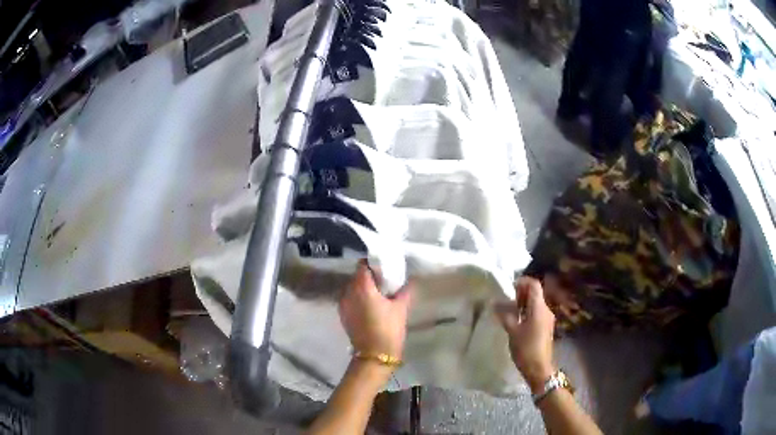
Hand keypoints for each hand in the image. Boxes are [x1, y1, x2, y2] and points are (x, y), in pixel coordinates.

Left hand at [339, 261, 412, 364]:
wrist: (374, 355)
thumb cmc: (388, 329)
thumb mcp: (400, 309)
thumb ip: (404, 291)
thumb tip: (409, 281)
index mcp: (362, 287)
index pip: (362, 266)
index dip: (372, 263)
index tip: (382, 266)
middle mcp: (348, 292)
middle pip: (356, 276)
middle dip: (368, 276)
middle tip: (383, 280)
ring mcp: (343, 304)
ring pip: (351, 288)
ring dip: (362, 287)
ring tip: (377, 293)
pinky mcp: (343, 315)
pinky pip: (349, 299)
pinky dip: (357, 298)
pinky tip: (370, 305)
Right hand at [495, 277, 555, 392]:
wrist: (539, 368)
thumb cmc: (526, 348)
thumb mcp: (512, 331)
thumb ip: (505, 315)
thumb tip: (495, 302)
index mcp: (539, 307)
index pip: (534, 285)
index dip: (522, 282)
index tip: (509, 287)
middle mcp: (546, 309)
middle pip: (536, 293)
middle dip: (521, 293)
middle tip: (506, 299)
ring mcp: (547, 318)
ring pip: (536, 303)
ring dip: (524, 303)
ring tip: (509, 310)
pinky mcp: (546, 327)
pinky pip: (537, 312)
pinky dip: (527, 311)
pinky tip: (517, 321)